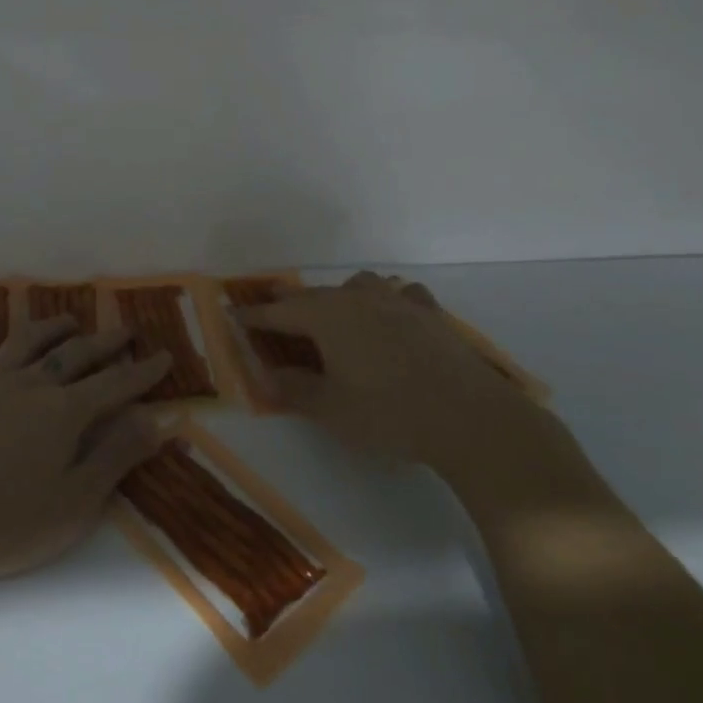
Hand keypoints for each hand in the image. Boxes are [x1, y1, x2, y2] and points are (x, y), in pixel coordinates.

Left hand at [0, 314, 171, 583]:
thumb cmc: (3, 522)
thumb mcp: (74, 503)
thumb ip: (116, 457)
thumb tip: (157, 420)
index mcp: (64, 413)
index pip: (115, 384)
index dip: (143, 371)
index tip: (164, 356)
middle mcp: (29, 386)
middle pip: (74, 355)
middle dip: (105, 342)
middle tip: (126, 330)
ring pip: (23, 343)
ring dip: (48, 328)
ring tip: (67, 320)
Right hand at [235, 271, 568, 487]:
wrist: (469, 417)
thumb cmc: (389, 414)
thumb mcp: (331, 410)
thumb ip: (294, 390)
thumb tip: (267, 376)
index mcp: (328, 317)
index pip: (280, 312)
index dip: (255, 316)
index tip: (233, 315)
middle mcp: (359, 298)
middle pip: (316, 295)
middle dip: (291, 303)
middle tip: (274, 311)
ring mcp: (399, 302)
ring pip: (360, 285)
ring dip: (341, 296)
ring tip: (337, 314)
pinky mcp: (431, 314)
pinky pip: (401, 296)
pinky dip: (388, 301)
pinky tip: (393, 316)